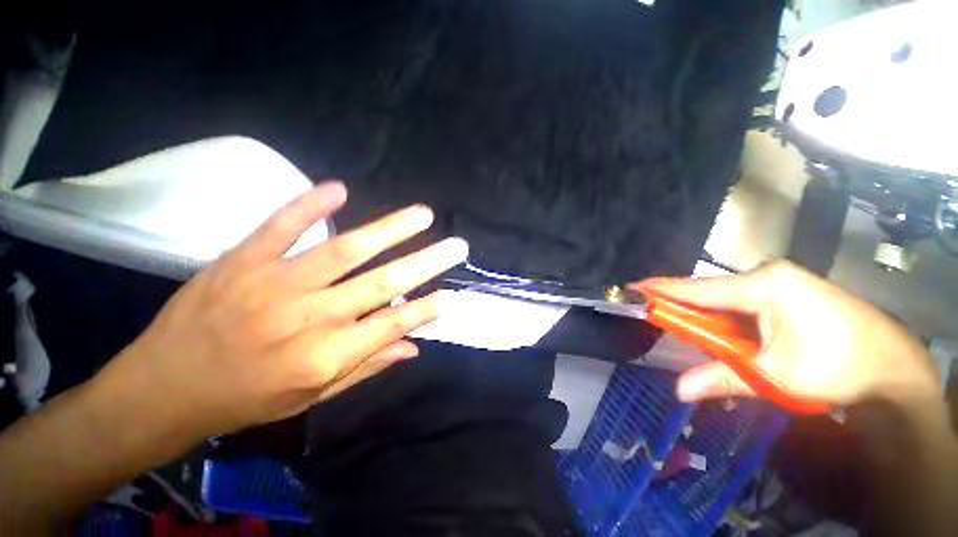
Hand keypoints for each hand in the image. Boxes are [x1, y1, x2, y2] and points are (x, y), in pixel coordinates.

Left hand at [94, 181, 467, 442]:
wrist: (163, 388)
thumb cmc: (245, 398)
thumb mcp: (311, 397)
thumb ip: (367, 367)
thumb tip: (413, 345)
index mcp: (323, 357)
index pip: (390, 326)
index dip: (425, 309)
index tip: (452, 295)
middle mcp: (306, 319)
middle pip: (380, 284)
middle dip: (426, 262)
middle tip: (456, 245)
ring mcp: (272, 284)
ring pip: (344, 250)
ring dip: (389, 229)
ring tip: (423, 214)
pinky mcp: (241, 261)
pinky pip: (280, 226)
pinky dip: (308, 204)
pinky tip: (338, 188)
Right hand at [634, 261, 937, 405]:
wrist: (894, 368)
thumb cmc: (836, 368)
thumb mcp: (774, 377)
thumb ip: (722, 379)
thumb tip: (679, 391)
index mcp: (762, 286)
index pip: (697, 288)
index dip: (661, 289)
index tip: (633, 288)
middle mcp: (768, 275)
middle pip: (710, 292)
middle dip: (684, 307)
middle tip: (660, 318)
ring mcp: (781, 280)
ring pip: (727, 297)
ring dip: (708, 315)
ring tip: (696, 333)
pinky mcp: (790, 290)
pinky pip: (744, 300)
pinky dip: (727, 316)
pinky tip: (728, 332)